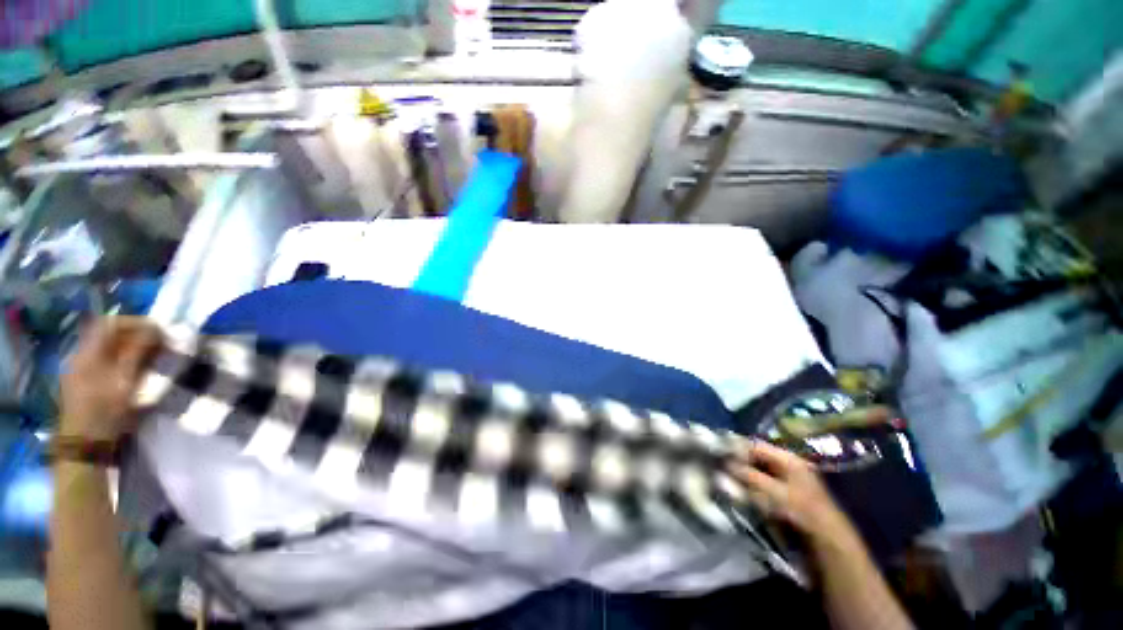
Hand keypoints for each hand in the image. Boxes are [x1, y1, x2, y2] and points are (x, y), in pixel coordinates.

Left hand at [60, 317, 162, 441]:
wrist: (86, 446)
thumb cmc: (107, 411)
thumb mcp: (126, 381)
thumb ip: (139, 352)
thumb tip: (156, 329)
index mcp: (88, 353)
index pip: (110, 323)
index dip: (135, 322)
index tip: (159, 330)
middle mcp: (81, 356)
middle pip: (109, 336)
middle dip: (136, 337)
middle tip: (161, 345)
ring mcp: (81, 372)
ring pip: (108, 350)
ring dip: (132, 350)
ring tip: (153, 359)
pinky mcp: (85, 385)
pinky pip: (106, 363)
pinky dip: (124, 362)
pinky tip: (137, 373)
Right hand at [728, 440, 858, 547]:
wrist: (827, 541)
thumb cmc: (801, 510)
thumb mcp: (773, 492)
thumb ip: (748, 476)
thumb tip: (724, 465)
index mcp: (787, 458)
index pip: (755, 445)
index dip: (735, 446)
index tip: (716, 451)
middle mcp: (786, 465)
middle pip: (755, 457)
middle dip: (737, 461)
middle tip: (718, 465)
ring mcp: (785, 480)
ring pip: (755, 471)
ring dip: (741, 474)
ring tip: (724, 478)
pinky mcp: (782, 495)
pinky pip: (759, 484)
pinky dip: (748, 485)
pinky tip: (738, 490)